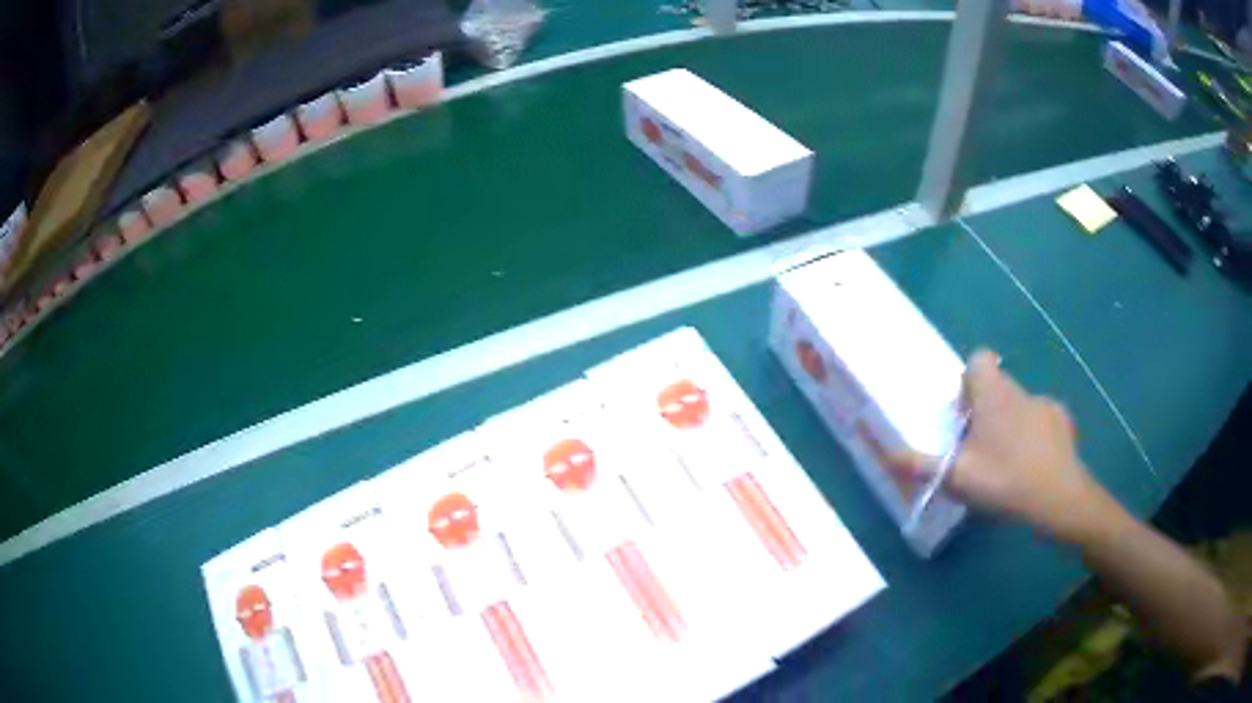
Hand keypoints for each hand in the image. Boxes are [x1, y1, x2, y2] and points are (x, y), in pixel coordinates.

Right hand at [888, 349, 1117, 542]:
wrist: (1058, 498)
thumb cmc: (1005, 479)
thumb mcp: (956, 477)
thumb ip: (920, 465)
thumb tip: (887, 453)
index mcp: (993, 393)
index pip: (978, 360)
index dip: (967, 381)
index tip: (964, 416)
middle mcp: (1020, 389)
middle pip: (997, 385)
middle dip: (986, 410)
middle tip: (980, 449)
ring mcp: (1046, 404)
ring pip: (1020, 405)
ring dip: (1011, 425)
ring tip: (1008, 463)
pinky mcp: (1064, 424)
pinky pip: (1042, 422)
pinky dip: (1035, 437)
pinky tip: (1034, 466)